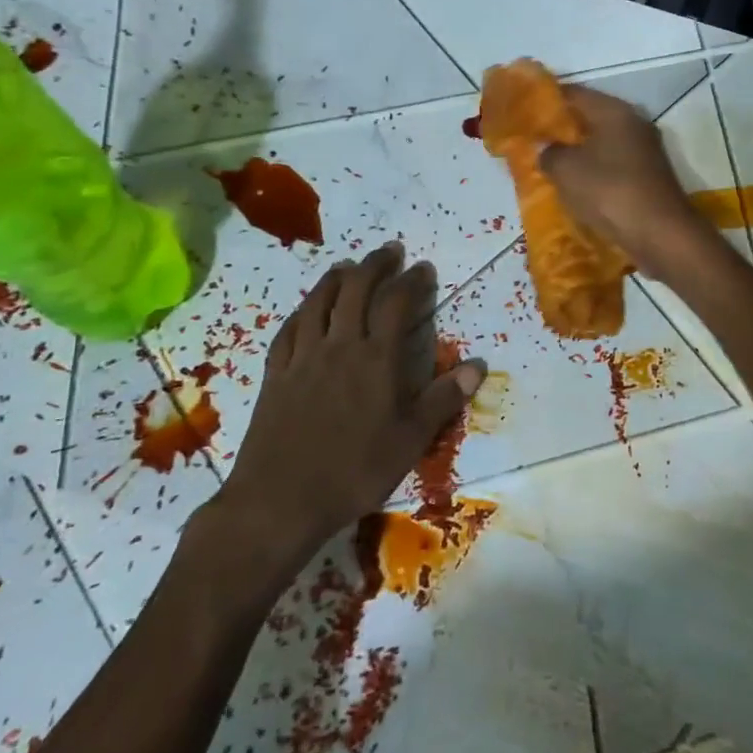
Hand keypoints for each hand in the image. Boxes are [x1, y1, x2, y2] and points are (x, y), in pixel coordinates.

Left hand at [199, 244, 484, 600]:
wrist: (279, 500)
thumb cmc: (354, 471)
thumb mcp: (410, 440)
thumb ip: (443, 399)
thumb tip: (478, 366)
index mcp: (375, 360)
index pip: (396, 304)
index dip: (411, 280)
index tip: (423, 268)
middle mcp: (338, 347)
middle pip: (355, 290)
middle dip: (374, 265)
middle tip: (389, 252)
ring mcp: (302, 358)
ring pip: (318, 302)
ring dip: (336, 278)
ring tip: (349, 266)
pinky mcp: (275, 375)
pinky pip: (288, 330)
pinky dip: (302, 310)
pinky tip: (306, 309)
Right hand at [540, 84, 714, 281]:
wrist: (660, 234)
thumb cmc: (610, 192)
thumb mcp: (566, 170)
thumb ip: (549, 153)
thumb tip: (546, 149)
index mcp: (615, 111)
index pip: (574, 93)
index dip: (547, 100)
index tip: (523, 110)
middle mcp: (634, 124)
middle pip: (591, 118)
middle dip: (562, 129)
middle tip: (533, 141)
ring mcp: (645, 152)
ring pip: (602, 144)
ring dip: (578, 154)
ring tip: (550, 165)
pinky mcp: (649, 178)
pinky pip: (613, 167)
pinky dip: (594, 173)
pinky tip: (576, 187)